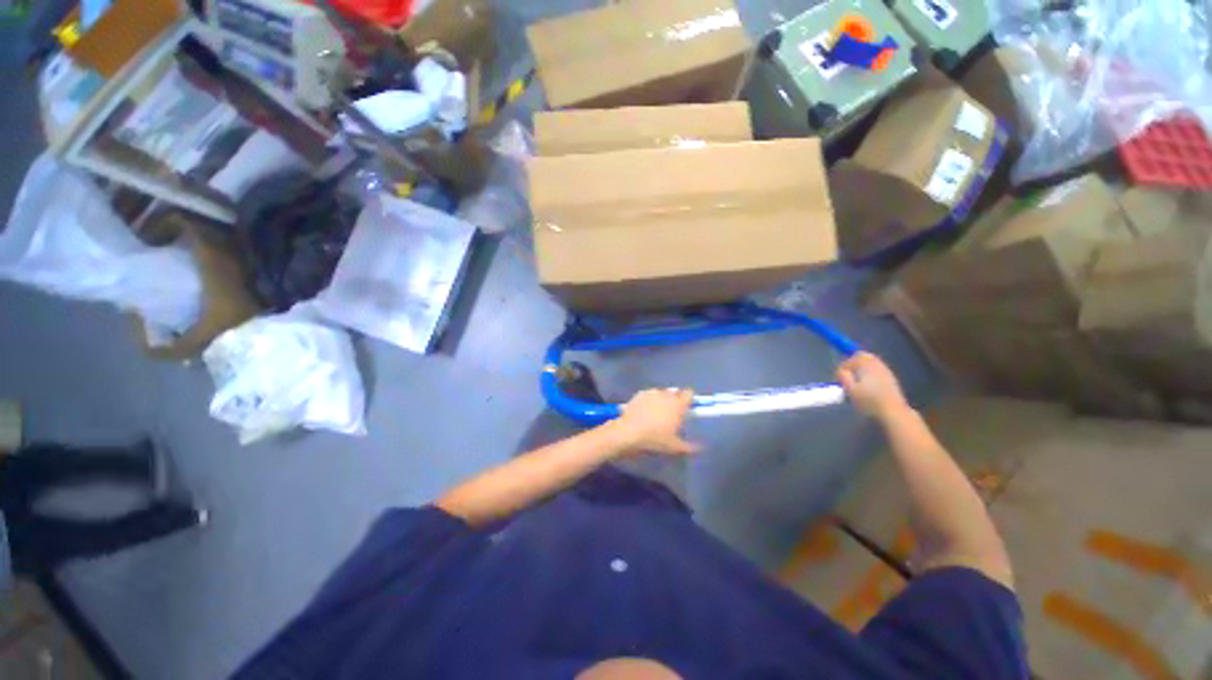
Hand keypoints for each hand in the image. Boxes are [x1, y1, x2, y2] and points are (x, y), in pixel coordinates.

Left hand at [613, 389, 698, 456]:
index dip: (689, 399)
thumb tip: (700, 448)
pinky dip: (649, 400)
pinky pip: (648, 394)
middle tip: (672, 413)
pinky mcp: (639, 394)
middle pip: (675, 392)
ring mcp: (651, 393)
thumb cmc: (655, 440)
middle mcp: (666, 395)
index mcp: (678, 405)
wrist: (628, 433)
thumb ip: (690, 447)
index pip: (689, 394)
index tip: (688, 408)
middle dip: (675, 400)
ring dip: (662, 399)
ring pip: (661, 392)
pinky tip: (644, 410)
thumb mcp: (674, 448)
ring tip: (657, 412)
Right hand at [837, 352, 909, 420]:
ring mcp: (886, 371)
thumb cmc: (869, 401)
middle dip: (853, 363)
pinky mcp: (891, 378)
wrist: (893, 412)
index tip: (839, 377)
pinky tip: (869, 385)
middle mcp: (877, 364)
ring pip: (871, 362)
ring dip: (862, 368)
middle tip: (848, 375)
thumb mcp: (850, 390)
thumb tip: (841, 370)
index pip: (851, 358)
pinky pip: (877, 369)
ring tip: (857, 381)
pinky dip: (870, 373)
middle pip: (863, 356)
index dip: (843, 366)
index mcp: (866, 365)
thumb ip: (843, 376)